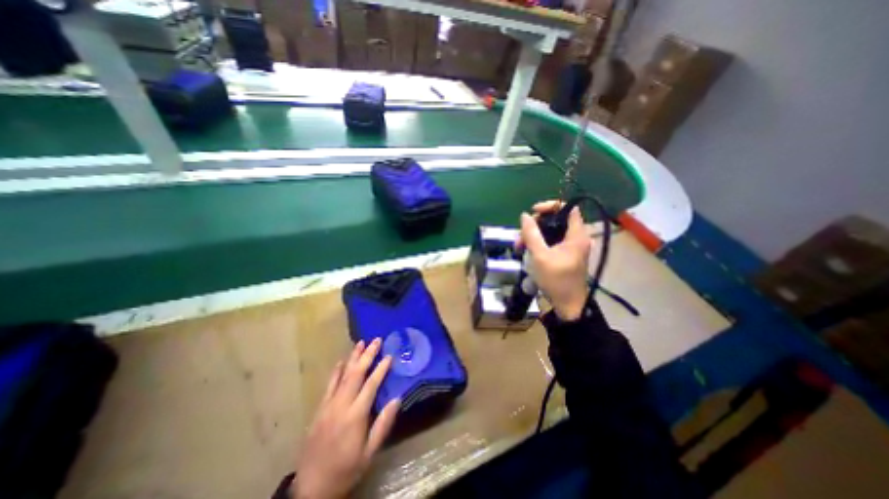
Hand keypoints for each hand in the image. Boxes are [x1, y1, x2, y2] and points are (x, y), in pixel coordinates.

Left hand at [294, 340, 399, 498]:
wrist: (311, 488)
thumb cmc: (346, 469)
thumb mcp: (369, 452)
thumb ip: (383, 424)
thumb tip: (397, 399)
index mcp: (356, 415)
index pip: (371, 385)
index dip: (381, 369)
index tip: (389, 355)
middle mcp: (341, 405)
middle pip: (356, 374)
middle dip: (367, 355)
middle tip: (377, 340)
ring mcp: (328, 405)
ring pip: (342, 375)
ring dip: (353, 357)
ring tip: (361, 343)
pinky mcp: (320, 408)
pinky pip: (329, 385)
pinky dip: (336, 371)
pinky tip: (341, 361)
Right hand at [520, 200, 588, 320]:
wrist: (567, 305)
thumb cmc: (556, 280)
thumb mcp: (540, 256)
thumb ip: (531, 234)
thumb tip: (524, 215)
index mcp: (576, 235)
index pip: (568, 208)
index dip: (550, 206)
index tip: (533, 212)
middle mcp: (576, 238)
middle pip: (556, 220)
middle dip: (536, 224)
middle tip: (521, 235)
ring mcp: (571, 247)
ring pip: (551, 232)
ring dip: (534, 235)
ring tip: (519, 246)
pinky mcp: (565, 255)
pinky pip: (551, 242)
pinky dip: (538, 244)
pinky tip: (526, 251)